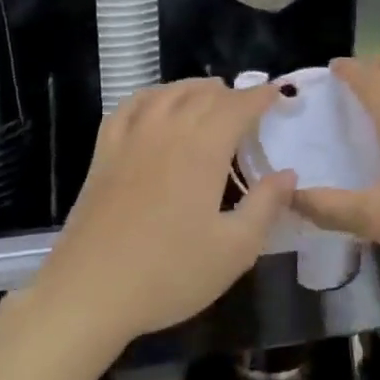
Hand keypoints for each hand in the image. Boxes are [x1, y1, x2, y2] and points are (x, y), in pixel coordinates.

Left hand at [32, 78, 295, 344]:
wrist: (90, 291)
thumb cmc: (170, 273)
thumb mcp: (234, 249)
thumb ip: (265, 206)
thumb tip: (288, 173)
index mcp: (202, 149)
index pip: (237, 106)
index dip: (260, 96)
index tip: (277, 94)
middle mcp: (166, 130)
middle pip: (202, 95)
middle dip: (231, 93)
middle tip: (249, 103)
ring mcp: (130, 138)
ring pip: (166, 94)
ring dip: (193, 88)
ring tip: (209, 94)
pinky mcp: (104, 153)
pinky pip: (129, 107)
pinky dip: (151, 96)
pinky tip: (155, 104)